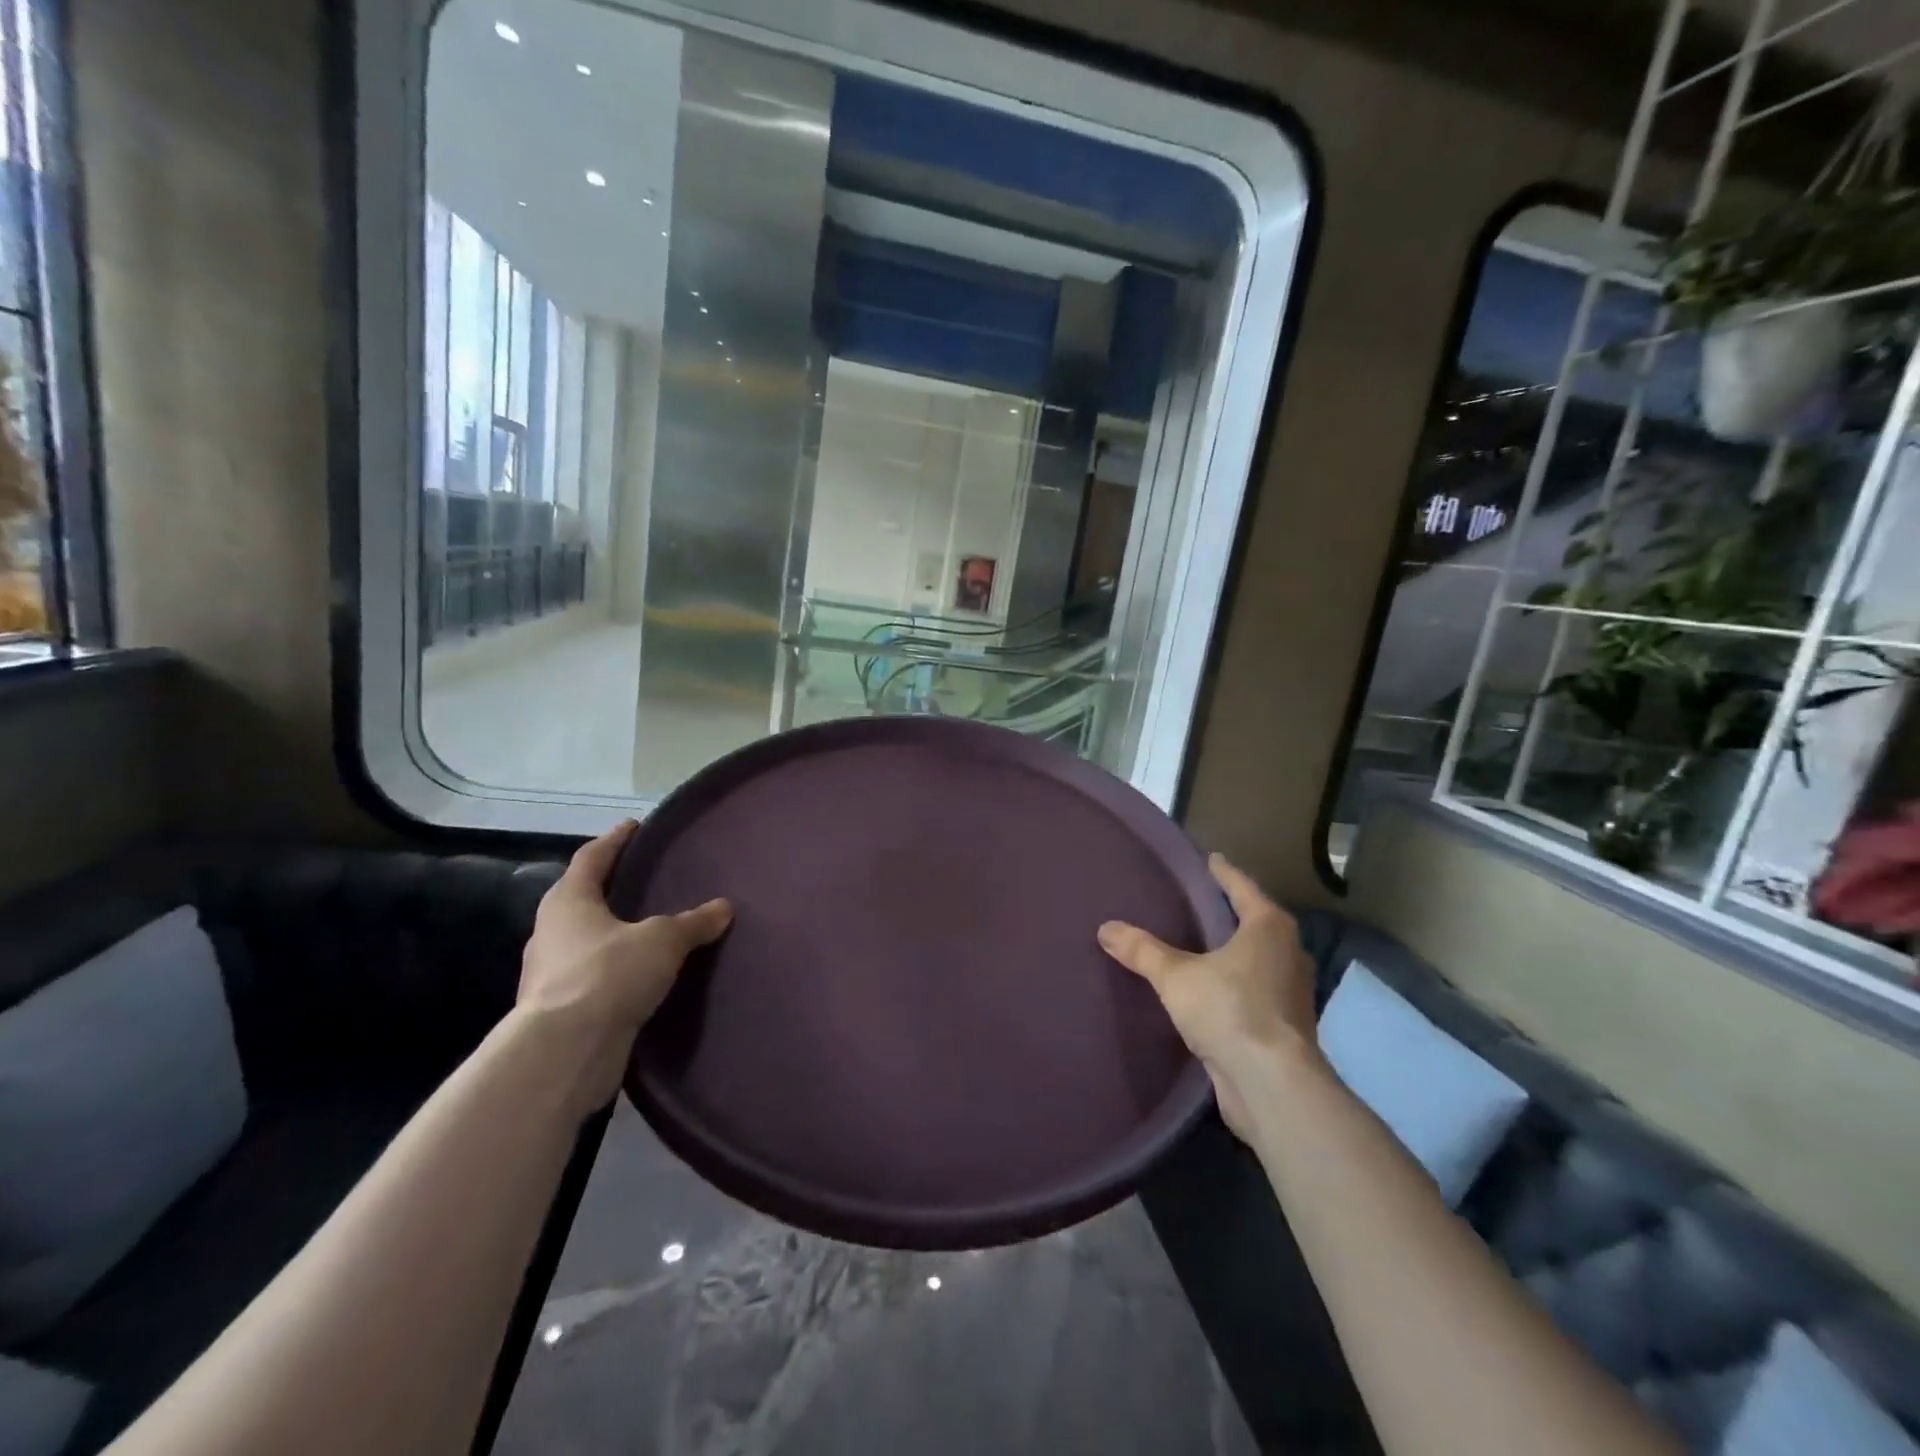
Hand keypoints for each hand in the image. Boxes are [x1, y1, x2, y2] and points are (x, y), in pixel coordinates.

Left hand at [517, 821, 732, 1115]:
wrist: (564, 1053)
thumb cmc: (608, 975)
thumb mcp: (662, 940)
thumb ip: (693, 922)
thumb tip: (724, 907)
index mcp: (569, 902)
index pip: (592, 857)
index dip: (615, 840)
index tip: (635, 826)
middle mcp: (552, 932)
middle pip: (582, 899)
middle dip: (611, 888)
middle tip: (645, 879)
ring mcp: (551, 974)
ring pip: (586, 941)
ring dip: (613, 934)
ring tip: (650, 929)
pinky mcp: (561, 1010)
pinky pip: (594, 978)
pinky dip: (615, 971)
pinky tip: (642, 976)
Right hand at [1098, 854, 1317, 1140]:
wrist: (1272, 1085)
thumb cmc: (1230, 1010)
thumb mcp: (1176, 977)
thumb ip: (1142, 950)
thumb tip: (1106, 928)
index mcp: (1269, 928)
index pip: (1242, 888)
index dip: (1223, 873)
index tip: (1210, 859)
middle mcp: (1288, 953)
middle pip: (1257, 922)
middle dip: (1231, 913)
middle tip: (1199, 901)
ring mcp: (1291, 992)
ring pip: (1258, 959)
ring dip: (1234, 951)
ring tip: (1201, 945)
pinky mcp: (1285, 1025)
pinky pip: (1255, 990)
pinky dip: (1235, 984)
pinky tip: (1211, 990)